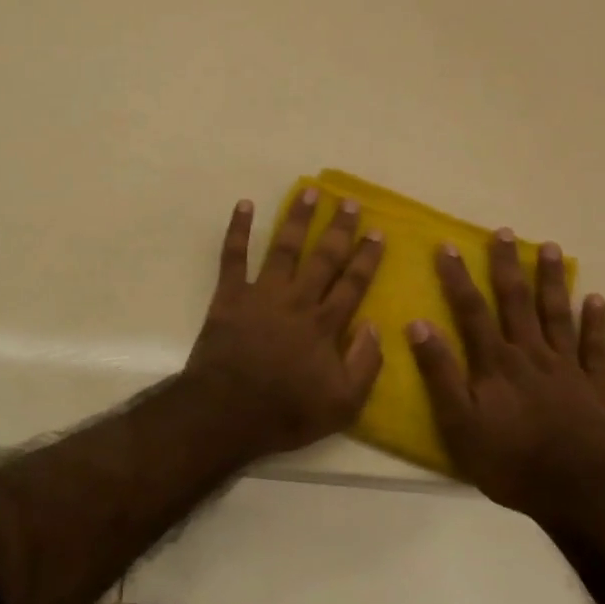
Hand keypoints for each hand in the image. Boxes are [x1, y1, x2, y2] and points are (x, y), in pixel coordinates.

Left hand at [184, 188, 385, 455]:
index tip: (377, 232)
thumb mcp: (342, 404)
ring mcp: (262, 294)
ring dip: (297, 218)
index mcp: (325, 325)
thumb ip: (365, 364)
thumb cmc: (286, 412)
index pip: (353, 284)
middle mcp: (297, 300)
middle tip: (349, 202)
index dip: (367, 257)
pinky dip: (239, 229)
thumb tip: (376, 325)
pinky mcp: (230, 295)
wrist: (227, 411)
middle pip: (323, 258)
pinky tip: (245, 205)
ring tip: (308, 191)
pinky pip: (233, 256)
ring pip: (284, 247)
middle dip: (339, 229)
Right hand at [407, 230, 604, 523]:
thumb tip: (418, 324)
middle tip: (504, 232)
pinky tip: (595, 298)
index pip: (471, 310)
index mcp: (496, 363)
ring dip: (552, 280)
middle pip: (517, 302)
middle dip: (507, 265)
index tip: (447, 246)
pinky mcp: (595, 388)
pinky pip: (596, 348)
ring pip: (557, 315)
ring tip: (550, 248)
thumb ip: (439, 373)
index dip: (457, 277)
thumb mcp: (459, 423)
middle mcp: (531, 355)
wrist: (579, 496)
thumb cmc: (509, 462)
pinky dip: (595, 322)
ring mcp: (567, 369)